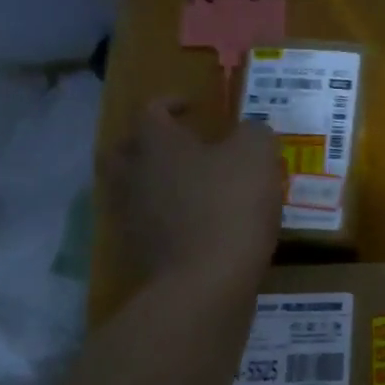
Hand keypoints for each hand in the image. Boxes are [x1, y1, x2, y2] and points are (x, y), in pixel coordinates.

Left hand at [102, 98, 280, 291]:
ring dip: (155, 180)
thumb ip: (254, 133)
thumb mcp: (257, 156)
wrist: (205, 281)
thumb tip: (250, 131)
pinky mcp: (139, 249)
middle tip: (180, 145)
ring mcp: (131, 214)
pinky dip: (164, 214)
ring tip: (189, 184)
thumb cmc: (231, 206)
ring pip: (133, 186)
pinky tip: (194, 220)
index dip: (172, 103)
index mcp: (157, 143)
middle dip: (150, 142)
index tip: (195, 107)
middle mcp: (134, 173)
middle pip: (126, 148)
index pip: (152, 110)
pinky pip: (147, 220)